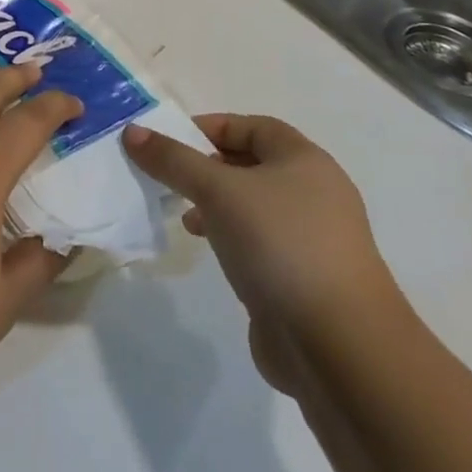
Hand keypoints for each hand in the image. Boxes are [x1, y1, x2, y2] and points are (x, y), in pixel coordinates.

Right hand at [124, 114, 399, 393]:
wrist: (339, 346)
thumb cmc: (279, 244)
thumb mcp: (217, 191)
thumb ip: (172, 160)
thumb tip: (132, 131)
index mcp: (305, 161)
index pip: (252, 126)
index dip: (210, 127)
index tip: (170, 142)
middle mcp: (315, 193)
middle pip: (251, 164)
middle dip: (207, 167)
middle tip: (170, 178)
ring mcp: (312, 238)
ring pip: (252, 205)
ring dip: (215, 205)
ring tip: (184, 217)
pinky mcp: (303, 278)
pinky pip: (258, 241)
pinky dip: (230, 237)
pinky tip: (209, 251)